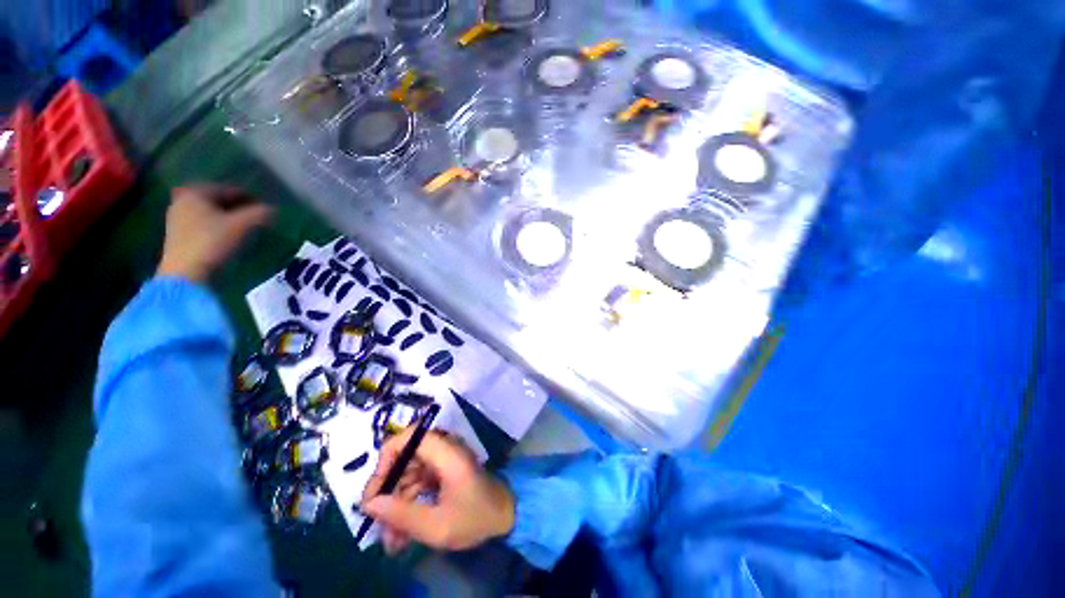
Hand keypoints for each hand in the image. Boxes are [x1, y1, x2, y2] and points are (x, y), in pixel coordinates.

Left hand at [157, 185, 272, 281]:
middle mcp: (183, 201)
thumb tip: (273, 210)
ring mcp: (178, 219)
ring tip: (246, 227)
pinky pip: (203, 224)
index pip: (229, 189)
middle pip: (217, 200)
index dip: (250, 197)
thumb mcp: (242, 225)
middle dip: (238, 207)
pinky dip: (218, 226)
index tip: (266, 208)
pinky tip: (230, 236)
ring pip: (210, 213)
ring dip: (228, 217)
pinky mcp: (179, 236)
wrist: (186, 273)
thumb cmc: (212, 242)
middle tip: (257, 217)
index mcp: (196, 192)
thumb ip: (260, 214)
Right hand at [361, 430, 514, 555]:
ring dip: (395, 503)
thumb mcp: (436, 525)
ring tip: (390, 539)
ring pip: (408, 473)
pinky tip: (401, 533)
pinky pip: (417, 482)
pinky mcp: (443, 471)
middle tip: (376, 521)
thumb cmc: (475, 518)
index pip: (409, 437)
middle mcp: (444, 450)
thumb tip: (369, 504)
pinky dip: (407, 504)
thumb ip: (402, 514)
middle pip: (405, 457)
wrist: (504, 516)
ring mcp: (443, 460)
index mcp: (446, 453)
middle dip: (387, 490)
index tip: (376, 490)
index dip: (387, 458)